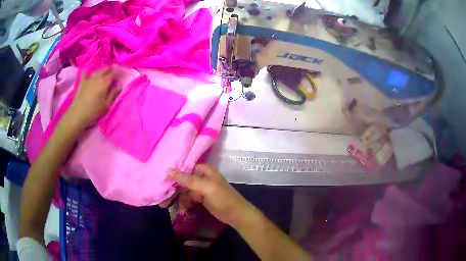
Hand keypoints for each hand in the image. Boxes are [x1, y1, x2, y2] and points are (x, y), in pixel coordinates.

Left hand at [65, 68, 120, 126]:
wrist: (77, 116)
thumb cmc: (93, 112)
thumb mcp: (106, 106)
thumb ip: (113, 94)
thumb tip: (120, 85)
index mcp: (104, 83)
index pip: (113, 74)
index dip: (118, 74)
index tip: (120, 78)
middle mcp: (96, 78)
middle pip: (105, 69)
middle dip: (110, 70)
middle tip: (113, 75)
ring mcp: (88, 79)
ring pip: (96, 70)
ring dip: (101, 71)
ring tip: (103, 74)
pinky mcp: (81, 83)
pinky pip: (84, 73)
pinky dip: (87, 72)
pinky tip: (88, 74)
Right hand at [168, 164, 254, 227]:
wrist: (236, 215)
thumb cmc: (223, 198)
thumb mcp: (205, 188)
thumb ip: (187, 180)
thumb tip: (168, 170)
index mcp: (203, 169)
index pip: (183, 167)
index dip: (171, 173)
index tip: (159, 179)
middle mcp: (200, 176)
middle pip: (181, 180)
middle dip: (172, 190)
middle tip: (161, 199)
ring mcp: (200, 188)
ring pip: (183, 191)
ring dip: (177, 199)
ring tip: (167, 206)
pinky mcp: (200, 198)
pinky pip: (188, 199)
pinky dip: (184, 204)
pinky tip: (182, 211)